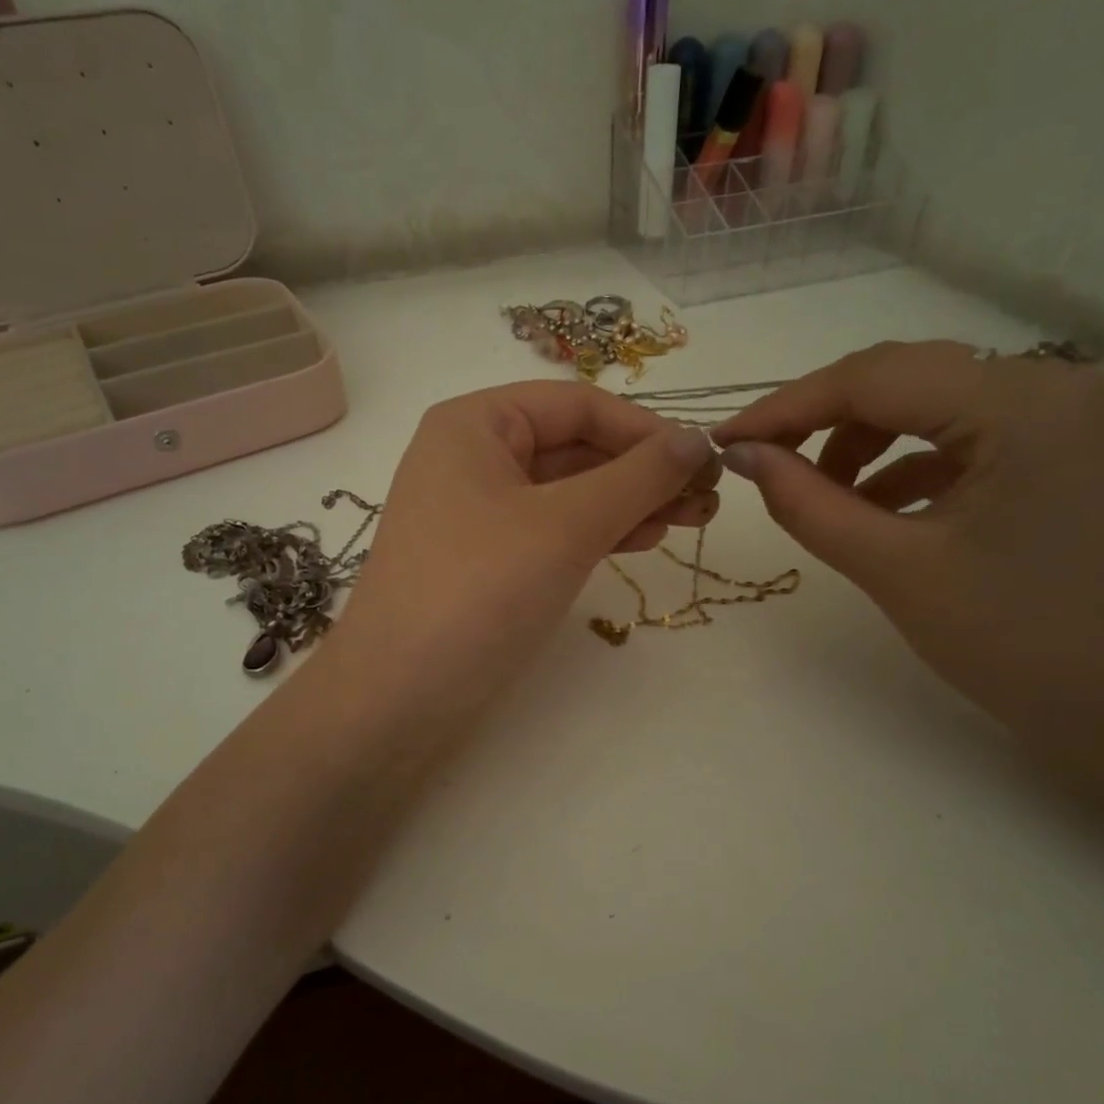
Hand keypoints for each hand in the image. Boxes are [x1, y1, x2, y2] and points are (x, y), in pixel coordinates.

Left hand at [331, 380, 719, 712]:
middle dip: (642, 471)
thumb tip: (697, 439)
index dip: (646, 430)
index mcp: (475, 424)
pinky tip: (640, 539)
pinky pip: (550, 529)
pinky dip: (597, 532)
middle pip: (574, 447)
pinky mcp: (482, 560)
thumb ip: (638, 477)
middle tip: (706, 501)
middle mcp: (470, 457)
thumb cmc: (479, 592)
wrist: (397, 697)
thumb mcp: (566, 526)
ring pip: (566, 492)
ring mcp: (474, 512)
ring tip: (688, 522)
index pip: (578, 406)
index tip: (705, 463)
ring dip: (628, 502)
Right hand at [711, 341, 1103, 740]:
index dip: (786, 408)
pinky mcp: (1057, 442)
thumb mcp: (891, 567)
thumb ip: (806, 502)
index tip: (724, 439)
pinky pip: (955, 430)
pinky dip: (902, 460)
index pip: (874, 378)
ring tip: (818, 494)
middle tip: (758, 460)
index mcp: (1021, 404)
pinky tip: (871, 505)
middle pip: (901, 377)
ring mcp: (1060, 410)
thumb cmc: (1012, 641)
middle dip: (820, 419)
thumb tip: (741, 454)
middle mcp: (1050, 383)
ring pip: (924, 399)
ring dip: (859, 439)